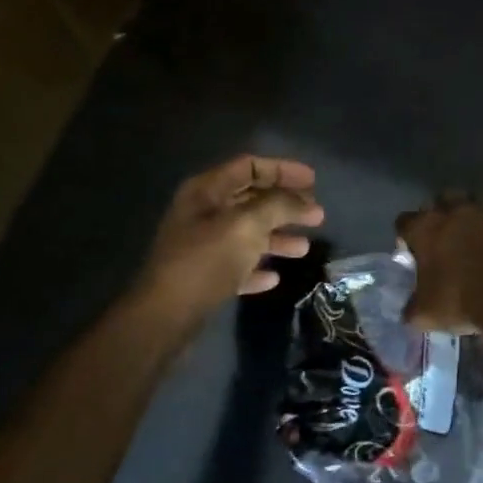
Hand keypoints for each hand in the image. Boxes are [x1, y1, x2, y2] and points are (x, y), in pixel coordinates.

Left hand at [138, 156, 323, 316]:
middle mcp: (203, 213)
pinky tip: (274, 278)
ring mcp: (202, 246)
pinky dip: (257, 268)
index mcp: (207, 191)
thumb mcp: (247, 225)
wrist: (166, 316)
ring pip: (248, 234)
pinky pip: (238, 265)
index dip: (283, 170)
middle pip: (251, 199)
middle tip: (317, 216)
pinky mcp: (204, 277)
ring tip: (304, 249)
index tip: (314, 182)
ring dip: (277, 238)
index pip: (250, 167)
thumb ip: (278, 205)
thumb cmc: (206, 261)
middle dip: (285, 206)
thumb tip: (304, 201)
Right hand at [395, 194, 482, 333]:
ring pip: (480, 197)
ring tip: (481, 231)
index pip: (404, 221)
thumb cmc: (460, 301)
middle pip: (443, 198)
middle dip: (443, 213)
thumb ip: (413, 308)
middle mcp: (456, 210)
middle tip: (447, 237)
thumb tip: (411, 312)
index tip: (413, 252)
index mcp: (426, 227)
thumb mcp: (425, 314)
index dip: (407, 236)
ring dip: (478, 211)